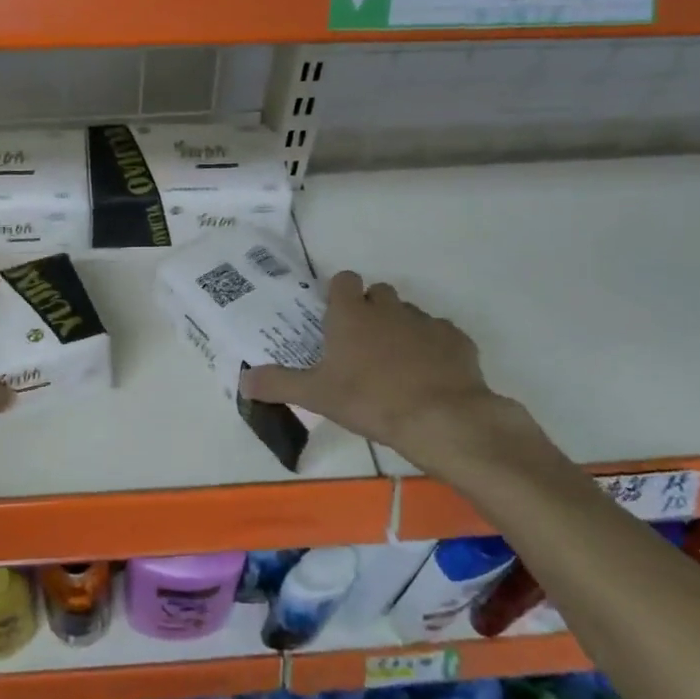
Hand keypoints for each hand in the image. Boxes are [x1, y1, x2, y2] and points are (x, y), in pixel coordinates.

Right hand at [241, 271, 541, 478]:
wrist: (441, 419)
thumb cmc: (370, 400)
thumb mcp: (316, 396)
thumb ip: (278, 384)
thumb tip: (242, 381)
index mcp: (351, 315)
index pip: (344, 280)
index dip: (339, 293)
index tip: (334, 314)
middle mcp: (388, 309)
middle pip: (378, 293)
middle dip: (371, 309)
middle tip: (361, 344)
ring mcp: (426, 322)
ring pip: (409, 314)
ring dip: (401, 329)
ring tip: (395, 365)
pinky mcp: (457, 340)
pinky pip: (440, 335)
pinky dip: (433, 349)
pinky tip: (429, 376)